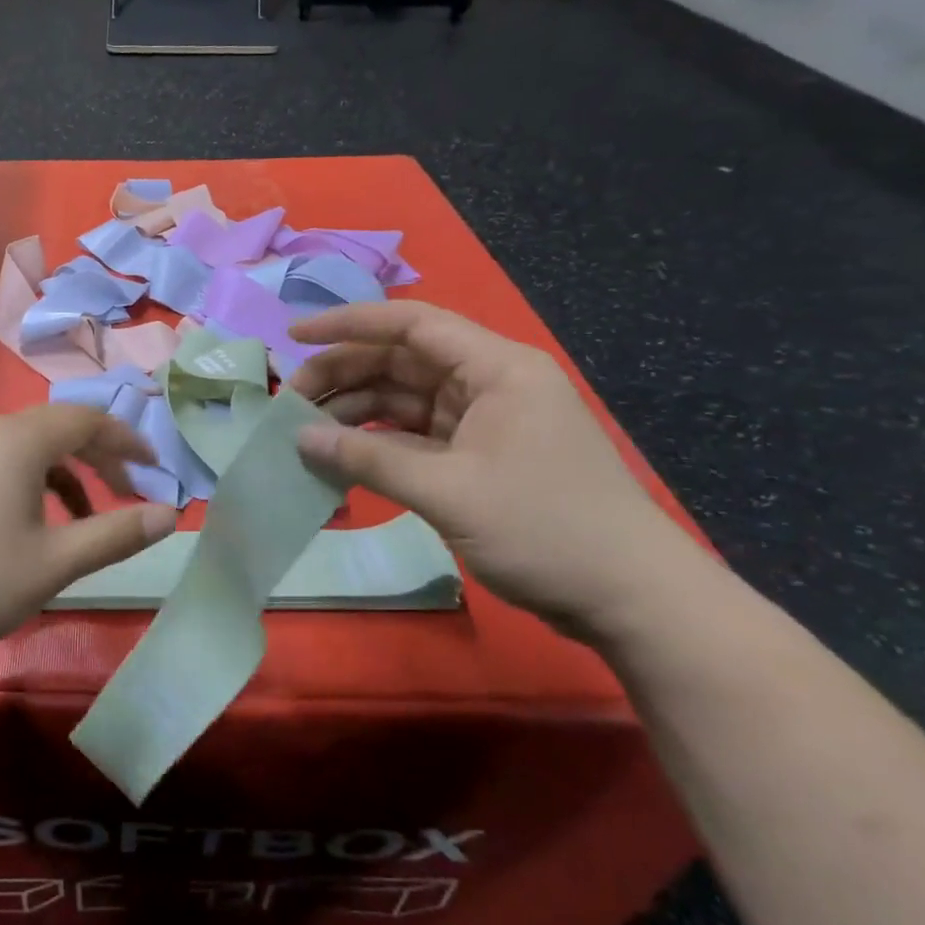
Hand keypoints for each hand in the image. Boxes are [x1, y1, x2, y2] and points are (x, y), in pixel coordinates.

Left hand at [0, 404, 178, 655]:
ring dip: (66, 472)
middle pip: (59, 427)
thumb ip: (116, 534)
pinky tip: (34, 523)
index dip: (127, 440)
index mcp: (20, 439)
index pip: (88, 420)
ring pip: (29, 445)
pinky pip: (3, 460)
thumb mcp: (56, 561)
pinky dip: (33, 480)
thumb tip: (170, 515)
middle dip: (99, 455)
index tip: (155, 467)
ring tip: (85, 517)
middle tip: (127, 492)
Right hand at [288, 300, 704, 638]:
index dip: (348, 323)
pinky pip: (415, 435)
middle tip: (292, 400)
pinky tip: (341, 456)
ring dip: (356, 411)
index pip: (411, 325)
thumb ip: (368, 459)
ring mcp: (485, 421)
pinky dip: (378, 443)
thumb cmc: (545, 529)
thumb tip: (301, 438)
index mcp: (496, 368)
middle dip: (344, 374)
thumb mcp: (447, 491)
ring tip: (306, 431)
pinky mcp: (479, 456)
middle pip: (401, 361)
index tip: (295, 335)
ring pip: (404, 398)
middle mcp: (489, 383)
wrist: (632, 600)